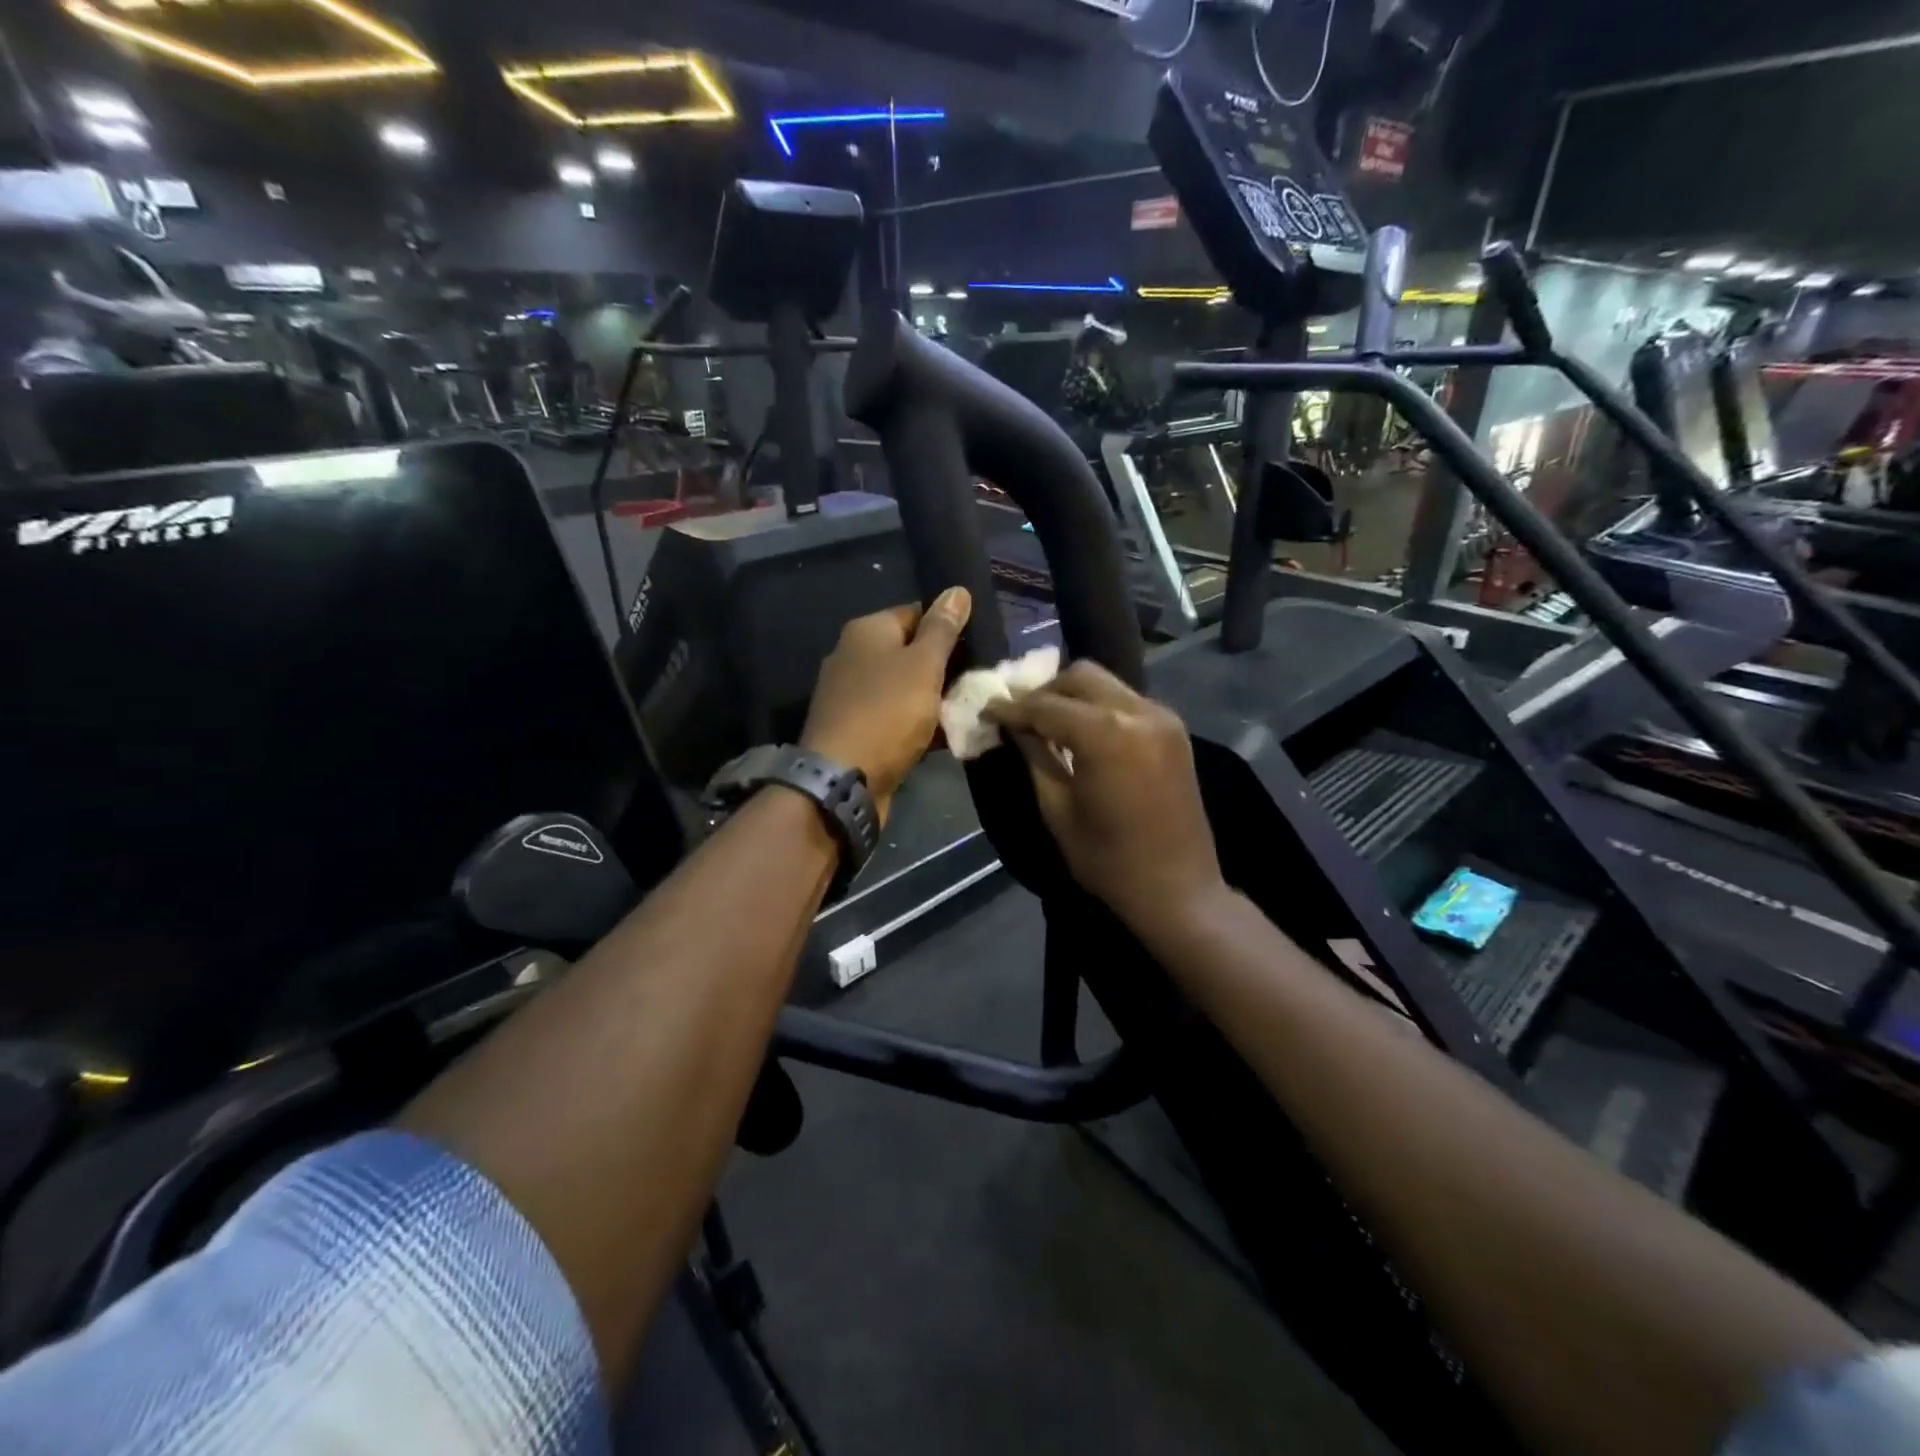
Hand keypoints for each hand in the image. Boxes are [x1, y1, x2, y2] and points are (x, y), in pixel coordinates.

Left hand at [801, 588, 971, 820]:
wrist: (843, 779)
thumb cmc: (887, 712)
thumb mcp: (923, 664)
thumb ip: (942, 628)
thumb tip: (957, 589)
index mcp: (867, 631)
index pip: (916, 613)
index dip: (949, 627)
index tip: (979, 647)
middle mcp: (854, 656)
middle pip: (910, 652)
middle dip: (945, 667)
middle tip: (979, 681)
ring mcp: (852, 695)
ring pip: (905, 688)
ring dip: (935, 700)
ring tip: (970, 708)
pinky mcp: (857, 729)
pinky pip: (896, 718)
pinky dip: (919, 725)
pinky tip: (947, 735)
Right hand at [983, 661, 1223, 934]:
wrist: (1179, 889)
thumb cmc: (1109, 860)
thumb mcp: (1058, 810)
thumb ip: (1036, 758)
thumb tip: (1014, 728)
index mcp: (1106, 734)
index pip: (1046, 705)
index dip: (1012, 707)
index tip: (987, 710)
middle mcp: (1138, 712)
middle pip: (1080, 677)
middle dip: (1045, 691)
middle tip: (1020, 717)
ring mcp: (1162, 717)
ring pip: (1106, 684)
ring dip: (1073, 696)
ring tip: (1048, 724)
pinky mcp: (1174, 730)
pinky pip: (1126, 701)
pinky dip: (1099, 708)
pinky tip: (1083, 734)